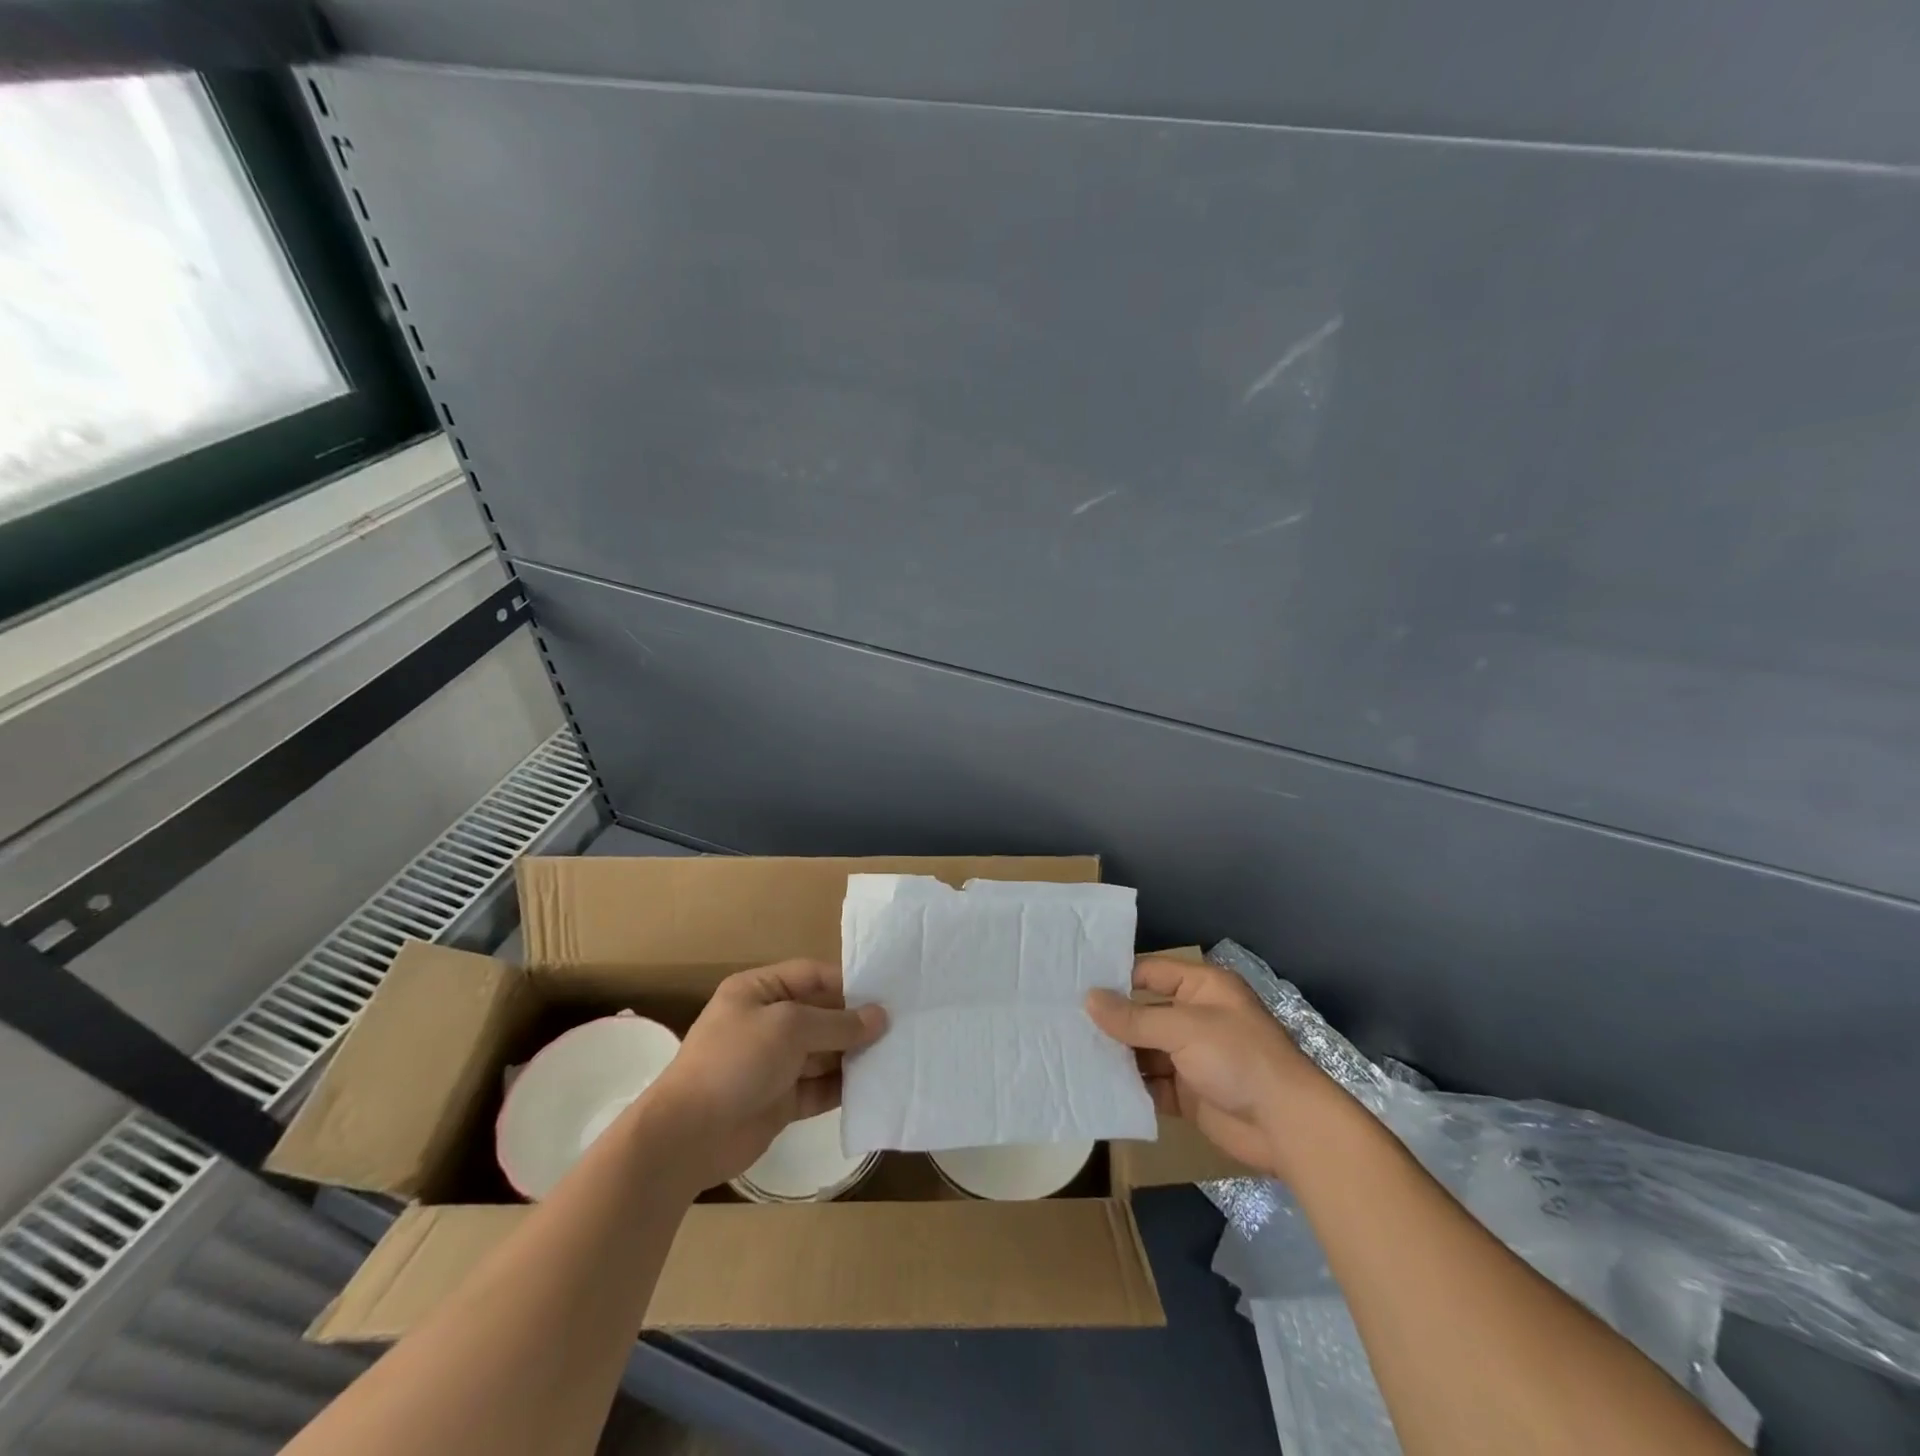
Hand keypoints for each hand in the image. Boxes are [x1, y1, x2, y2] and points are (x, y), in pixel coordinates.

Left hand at [644, 960, 886, 1189]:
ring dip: (854, 1055)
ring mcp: (773, 1063)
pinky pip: (819, 1087)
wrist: (688, 1136)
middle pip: (821, 1014)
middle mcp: (767, 1022)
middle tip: (901, 1025)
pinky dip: (843, 1087)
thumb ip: (837, 1023)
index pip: (811, 976)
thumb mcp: (789, 1028)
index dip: (848, 983)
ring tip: (895, 1054)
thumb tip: (880, 1017)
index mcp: (758, 991)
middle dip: (855, 1022)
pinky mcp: (780, 1100)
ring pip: (823, 1053)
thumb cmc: (736, 1061)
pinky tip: (874, 1087)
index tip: (886, 993)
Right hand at [1087, 957, 1333, 1177]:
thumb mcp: (1184, 1029)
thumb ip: (1134, 1018)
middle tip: (1063, 1022)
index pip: (1150, 973)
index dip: (1116, 978)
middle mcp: (1195, 1018)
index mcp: (1201, 988)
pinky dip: (1130, 1087)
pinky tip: (1097, 1087)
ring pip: (1144, 1051)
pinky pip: (1152, 1085)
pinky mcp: (1189, 1093)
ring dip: (1116, 1056)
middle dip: (1111, 1021)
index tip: (1074, 984)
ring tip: (1071, 1055)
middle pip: (1143, 1014)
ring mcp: (1192, 1057)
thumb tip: (1088, 999)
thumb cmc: (1238, 1058)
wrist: (1287, 1126)